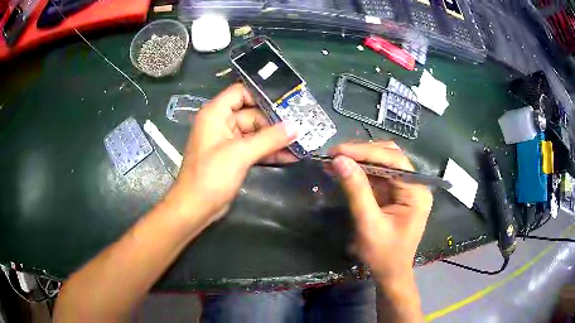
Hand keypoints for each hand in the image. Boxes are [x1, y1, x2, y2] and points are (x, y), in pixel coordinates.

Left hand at [168, 83, 297, 224]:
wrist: (196, 208)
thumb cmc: (211, 176)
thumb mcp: (240, 154)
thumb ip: (269, 139)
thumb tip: (296, 127)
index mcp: (215, 114)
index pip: (240, 92)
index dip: (262, 94)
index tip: (287, 99)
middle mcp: (221, 123)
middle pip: (252, 113)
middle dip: (275, 120)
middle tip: (302, 123)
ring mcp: (228, 141)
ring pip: (256, 133)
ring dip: (276, 138)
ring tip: (301, 140)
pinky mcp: (234, 157)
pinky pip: (254, 148)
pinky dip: (269, 151)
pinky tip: (291, 155)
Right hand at [329, 141, 432, 280]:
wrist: (390, 273)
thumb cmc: (383, 254)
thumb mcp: (368, 224)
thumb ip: (356, 191)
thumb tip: (339, 160)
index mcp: (416, 192)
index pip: (394, 160)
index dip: (366, 151)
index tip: (338, 151)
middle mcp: (414, 184)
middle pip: (390, 156)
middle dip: (362, 153)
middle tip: (335, 154)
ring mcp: (404, 188)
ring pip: (382, 163)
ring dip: (359, 160)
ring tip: (334, 160)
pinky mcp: (394, 193)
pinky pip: (378, 175)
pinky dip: (360, 172)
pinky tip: (344, 170)